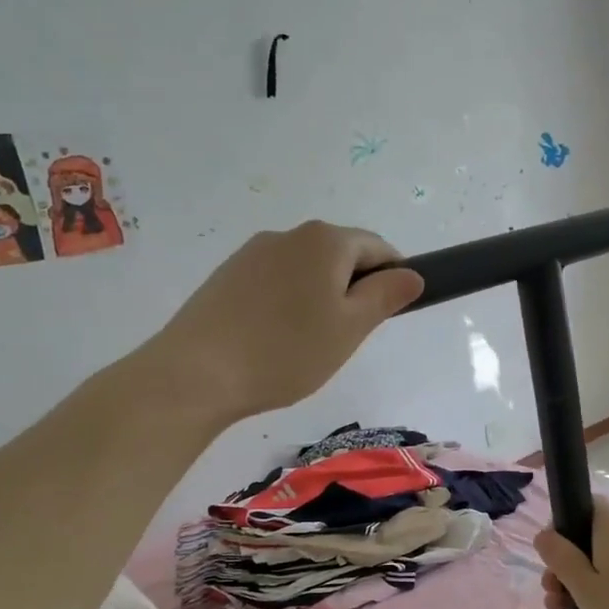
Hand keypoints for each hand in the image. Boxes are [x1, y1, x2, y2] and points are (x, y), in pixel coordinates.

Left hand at [149, 222, 423, 424]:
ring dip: (320, 297)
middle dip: (353, 289)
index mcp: (325, 240)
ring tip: (308, 343)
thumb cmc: (287, 351)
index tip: (389, 315)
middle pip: (340, 255)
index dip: (394, 277)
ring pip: (306, 270)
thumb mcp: (350, 328)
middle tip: (347, 337)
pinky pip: (275, 281)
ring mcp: (252, 253)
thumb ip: (386, 295)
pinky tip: (275, 339)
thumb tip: (412, 274)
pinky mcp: (227, 275)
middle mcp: (289, 235)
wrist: (197, 372)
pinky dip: (288, 303)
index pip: (378, 248)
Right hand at [534, 498, 608, 608]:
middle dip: (564, 560)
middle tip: (549, 587)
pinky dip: (593, 595)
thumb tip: (544, 533)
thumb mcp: (584, 588)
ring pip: (598, 564)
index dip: (569, 516)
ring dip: (574, 581)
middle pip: (590, 538)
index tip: (552, 545)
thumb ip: (562, 558)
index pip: (594, 504)